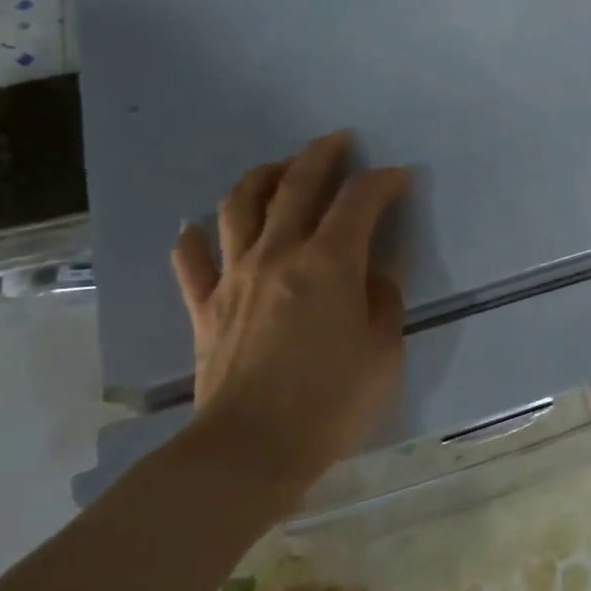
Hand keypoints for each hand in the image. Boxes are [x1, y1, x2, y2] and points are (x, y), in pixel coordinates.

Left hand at [170, 131, 409, 513]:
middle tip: (338, 140)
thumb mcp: (383, 350)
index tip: (399, 177)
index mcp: (328, 262)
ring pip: (239, 206)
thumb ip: (383, 299)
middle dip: (321, 154)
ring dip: (261, 177)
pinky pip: (192, 261)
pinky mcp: (205, 307)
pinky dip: (193, 239)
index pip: (359, 200)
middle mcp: (278, 254)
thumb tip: (374, 271)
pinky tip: (196, 228)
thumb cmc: (330, 402)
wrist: (249, 451)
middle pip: (296, 185)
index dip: (383, 181)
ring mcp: (234, 277)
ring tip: (279, 169)